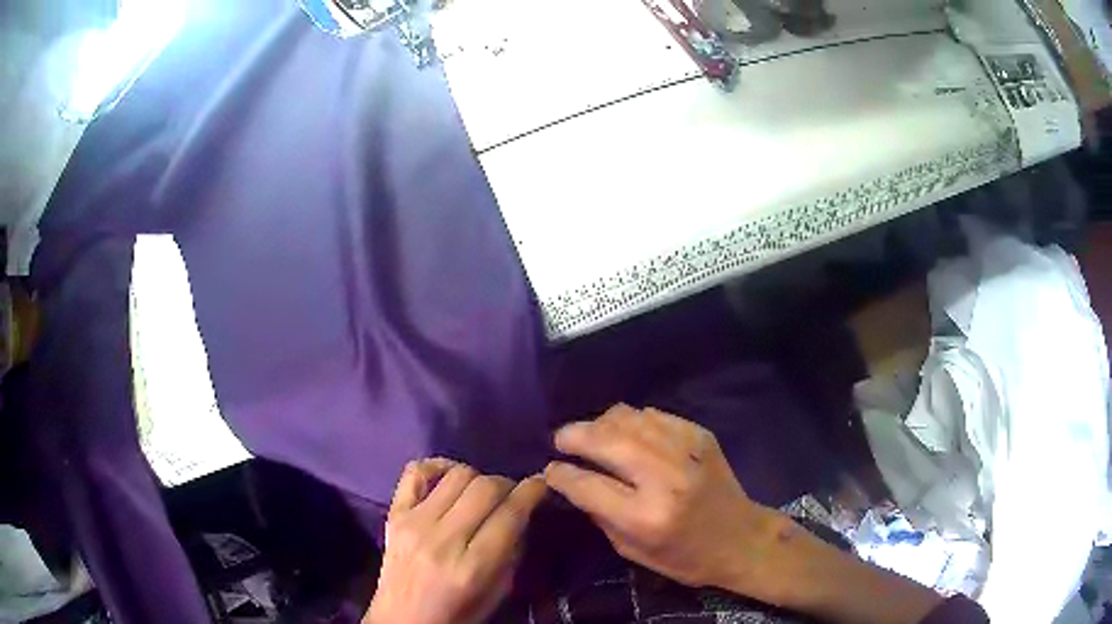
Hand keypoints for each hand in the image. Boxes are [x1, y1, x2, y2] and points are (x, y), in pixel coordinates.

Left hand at [364, 459, 546, 623]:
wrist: (402, 619)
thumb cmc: (456, 614)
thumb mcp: (496, 594)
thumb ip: (511, 553)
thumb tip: (522, 513)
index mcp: (472, 567)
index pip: (510, 514)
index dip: (533, 492)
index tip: (542, 484)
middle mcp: (442, 540)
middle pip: (485, 488)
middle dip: (508, 484)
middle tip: (512, 495)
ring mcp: (413, 523)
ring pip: (457, 475)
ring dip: (478, 478)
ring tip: (481, 493)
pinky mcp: (394, 514)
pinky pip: (415, 471)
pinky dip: (438, 467)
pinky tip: (449, 478)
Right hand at [543, 405, 782, 596]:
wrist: (741, 538)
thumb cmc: (685, 557)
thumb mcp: (632, 551)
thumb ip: (600, 514)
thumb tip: (573, 481)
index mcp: (645, 516)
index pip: (586, 484)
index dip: (560, 474)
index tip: (550, 470)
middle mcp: (664, 477)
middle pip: (604, 440)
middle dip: (573, 435)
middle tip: (561, 440)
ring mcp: (685, 450)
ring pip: (627, 418)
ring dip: (600, 424)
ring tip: (591, 435)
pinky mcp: (699, 434)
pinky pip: (652, 414)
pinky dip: (631, 420)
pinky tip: (627, 433)